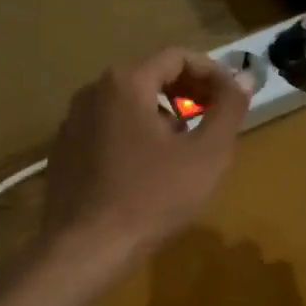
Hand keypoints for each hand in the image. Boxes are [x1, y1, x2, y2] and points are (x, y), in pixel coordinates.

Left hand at [34, 48, 252, 283]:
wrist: (85, 249)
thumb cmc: (152, 198)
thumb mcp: (206, 155)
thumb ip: (229, 109)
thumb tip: (242, 77)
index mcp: (125, 83)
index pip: (177, 57)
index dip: (212, 73)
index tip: (233, 98)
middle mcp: (92, 91)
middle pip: (149, 76)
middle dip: (187, 93)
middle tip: (213, 122)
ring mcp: (72, 121)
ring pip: (127, 104)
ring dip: (161, 115)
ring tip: (182, 150)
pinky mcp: (63, 150)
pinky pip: (107, 128)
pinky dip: (133, 135)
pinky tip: (145, 171)